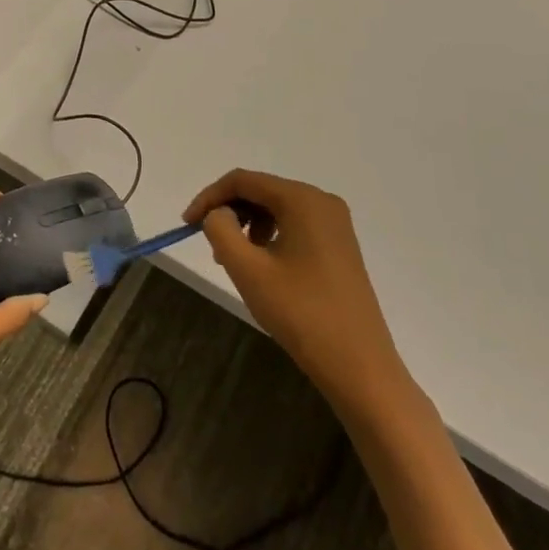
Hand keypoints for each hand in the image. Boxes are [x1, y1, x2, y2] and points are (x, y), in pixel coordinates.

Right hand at [185, 168, 415, 419]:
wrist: (361, 368)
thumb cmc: (301, 314)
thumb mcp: (248, 270)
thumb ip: (221, 229)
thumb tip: (218, 214)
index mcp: (302, 199)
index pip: (243, 181)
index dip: (209, 197)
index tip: (187, 224)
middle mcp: (322, 201)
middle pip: (261, 191)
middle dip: (230, 212)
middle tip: (209, 245)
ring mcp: (335, 224)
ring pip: (277, 209)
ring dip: (248, 226)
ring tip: (234, 261)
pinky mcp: (339, 246)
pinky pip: (294, 226)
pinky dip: (270, 237)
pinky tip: (262, 267)